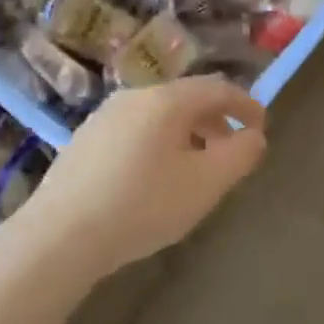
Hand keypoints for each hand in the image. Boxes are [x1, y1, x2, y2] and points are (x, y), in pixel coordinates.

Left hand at [22, 77, 266, 277]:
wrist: (61, 235)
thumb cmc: (144, 205)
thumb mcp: (206, 184)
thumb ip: (240, 155)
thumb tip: (254, 136)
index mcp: (166, 100)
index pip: (218, 88)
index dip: (246, 105)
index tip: (262, 128)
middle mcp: (132, 98)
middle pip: (186, 99)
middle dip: (216, 122)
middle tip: (231, 153)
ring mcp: (102, 118)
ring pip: (158, 117)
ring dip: (187, 135)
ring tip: (195, 169)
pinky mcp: (83, 142)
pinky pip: (134, 132)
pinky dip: (158, 145)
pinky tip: (154, 179)